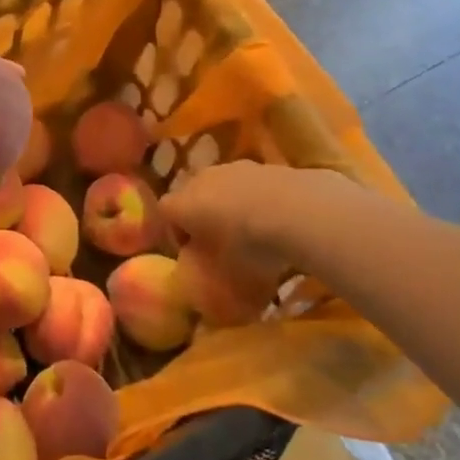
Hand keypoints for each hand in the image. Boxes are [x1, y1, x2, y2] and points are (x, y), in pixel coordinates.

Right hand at [161, 161, 350, 278]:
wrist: (295, 211)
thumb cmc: (248, 248)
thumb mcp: (225, 274)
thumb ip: (210, 277)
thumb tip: (206, 294)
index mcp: (182, 204)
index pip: (165, 212)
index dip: (175, 233)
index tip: (191, 253)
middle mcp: (200, 178)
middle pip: (192, 193)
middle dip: (201, 214)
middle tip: (218, 240)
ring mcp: (233, 167)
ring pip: (222, 185)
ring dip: (229, 203)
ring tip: (250, 229)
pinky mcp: (263, 165)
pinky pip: (250, 184)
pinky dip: (256, 198)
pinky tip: (274, 218)